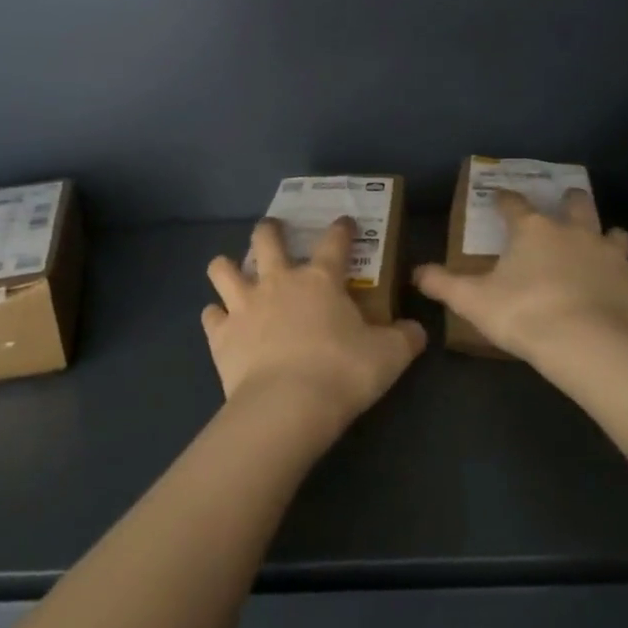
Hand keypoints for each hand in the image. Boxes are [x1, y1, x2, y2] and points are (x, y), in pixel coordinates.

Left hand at [204, 218, 425, 435]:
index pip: (334, 242)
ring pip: (223, 268)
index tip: (345, 222)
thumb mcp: (389, 357)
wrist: (287, 406)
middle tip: (273, 231)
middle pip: (266, 239)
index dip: (341, 228)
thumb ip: (405, 339)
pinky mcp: (221, 334)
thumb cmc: (342, 372)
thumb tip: (416, 330)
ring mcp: (244, 305)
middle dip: (269, 230)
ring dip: (226, 266)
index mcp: (321, 280)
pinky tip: (221, 322)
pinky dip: (215, 316)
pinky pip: (210, 315)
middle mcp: (278, 282)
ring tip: (231, 271)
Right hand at [415, 189, 627, 365]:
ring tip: (601, 241)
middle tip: (565, 201)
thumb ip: (443, 284)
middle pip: (575, 204)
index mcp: (533, 230)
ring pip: (613, 232)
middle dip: (569, 200)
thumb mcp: (473, 301)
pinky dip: (619, 274)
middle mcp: (573, 232)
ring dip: (605, 234)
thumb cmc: (525, 314)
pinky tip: (614, 288)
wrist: (590, 344)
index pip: (515, 205)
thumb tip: (416, 273)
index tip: (499, 198)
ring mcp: (609, 254)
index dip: (505, 200)